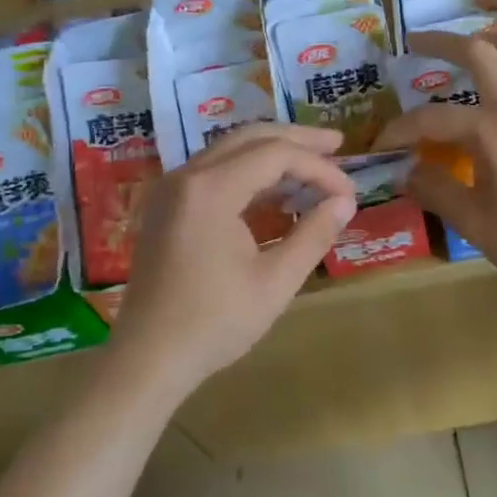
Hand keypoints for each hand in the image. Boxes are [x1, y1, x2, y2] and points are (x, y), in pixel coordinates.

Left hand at [109, 124, 357, 394]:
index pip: (275, 155)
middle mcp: (186, 176)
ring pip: (230, 150)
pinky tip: (276, 190)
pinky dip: (248, 172)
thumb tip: (345, 202)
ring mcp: (171, 189)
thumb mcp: (276, 282)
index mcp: (210, 189)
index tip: (348, 192)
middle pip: (249, 138)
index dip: (317, 167)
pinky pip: (213, 170)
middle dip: (297, 140)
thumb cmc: (214, 323)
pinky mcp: (166, 206)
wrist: (148, 359)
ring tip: (313, 164)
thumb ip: (313, 234)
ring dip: (272, 153)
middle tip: (337, 145)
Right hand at [376, 32, 496, 306]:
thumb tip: (408, 172)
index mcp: (493, 129)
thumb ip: (436, 189)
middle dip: (444, 42)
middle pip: (482, 52)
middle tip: (416, 43)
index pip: (433, 118)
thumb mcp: (473, 223)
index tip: (380, 144)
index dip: (401, 128)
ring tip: (478, 52)